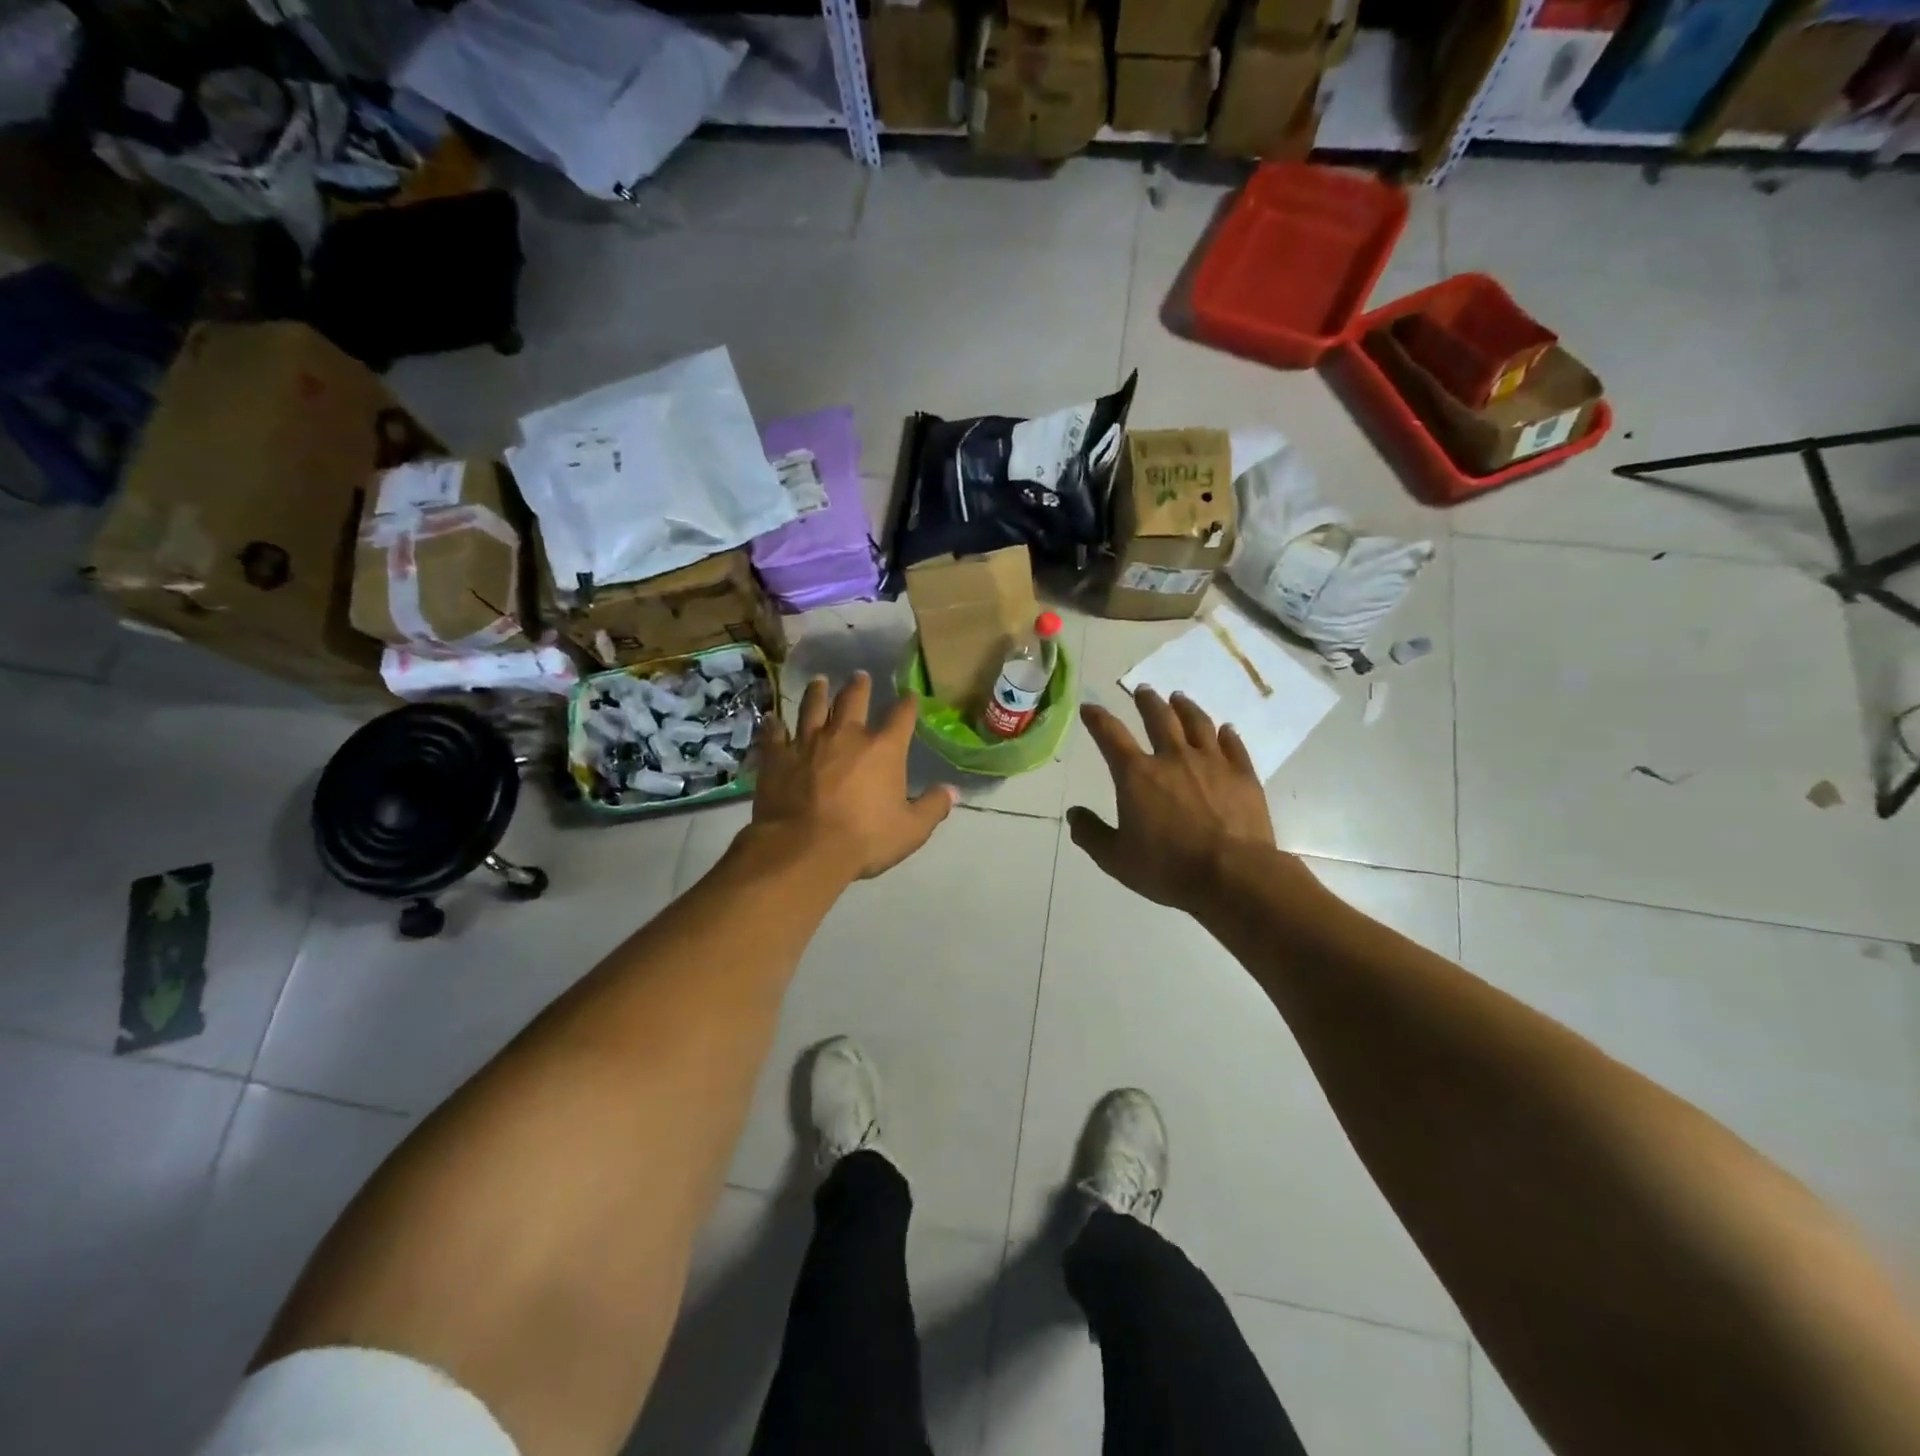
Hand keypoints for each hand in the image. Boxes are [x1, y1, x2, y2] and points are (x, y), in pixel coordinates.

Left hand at [753, 672, 957, 880]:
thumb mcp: (911, 830)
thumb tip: (953, 791)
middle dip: (859, 685)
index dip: (907, 704)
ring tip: (819, 681)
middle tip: (860, 676)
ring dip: (818, 692)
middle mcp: (846, 735)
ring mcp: (808, 742)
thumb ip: (933, 807)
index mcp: (884, 749)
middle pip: (853, 699)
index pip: (901, 716)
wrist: (804, 848)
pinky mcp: (778, 757)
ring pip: (813, 707)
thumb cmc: (864, 839)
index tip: (909, 696)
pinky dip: (775, 724)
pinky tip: (773, 718)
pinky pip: (775, 734)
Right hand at [1067, 690, 1286, 915]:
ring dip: (1185, 707)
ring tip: (1179, 698)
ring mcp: (1212, 763)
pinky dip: (1226, 734)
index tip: (1089, 707)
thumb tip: (1074, 814)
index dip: (1097, 718)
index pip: (1111, 735)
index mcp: (1137, 775)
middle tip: (1143, 690)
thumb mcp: (1116, 859)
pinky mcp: (1243, 775)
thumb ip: (1091, 834)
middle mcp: (1173, 758)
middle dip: (1147, 701)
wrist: (1232, 876)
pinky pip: (1233, 745)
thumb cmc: (1168, 868)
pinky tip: (1225, 729)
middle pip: (1159, 718)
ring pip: (1197, 724)